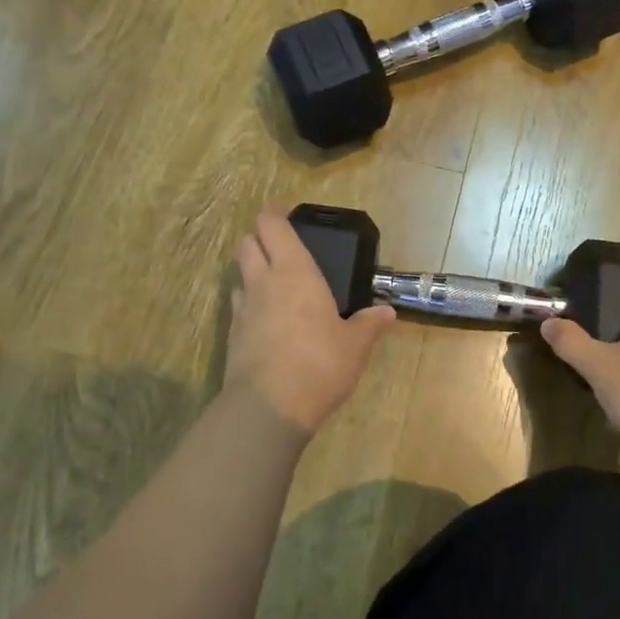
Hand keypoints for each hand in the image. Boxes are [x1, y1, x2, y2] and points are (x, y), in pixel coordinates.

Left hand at [224, 208, 396, 433]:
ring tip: (273, 282)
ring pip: (239, 274)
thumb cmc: (319, 363)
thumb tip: (387, 312)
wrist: (269, 408)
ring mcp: (243, 309)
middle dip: (258, 236)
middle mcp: (263, 282)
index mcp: (295, 272)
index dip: (274, 213)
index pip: (272, 226)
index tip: (285, 210)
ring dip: (251, 270)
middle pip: (247, 243)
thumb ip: (369, 324)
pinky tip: (267, 319)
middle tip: (280, 244)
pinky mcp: (232, 336)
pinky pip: (238, 306)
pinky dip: (249, 303)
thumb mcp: (355, 345)